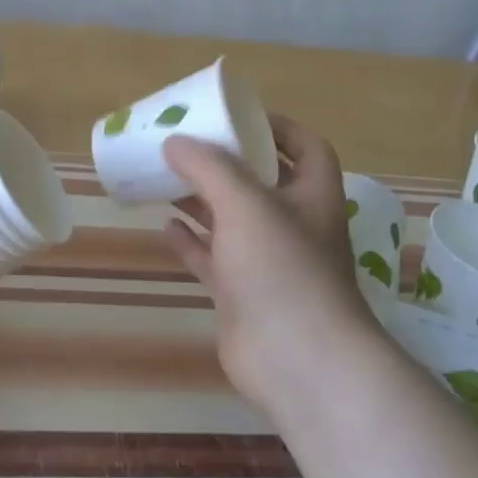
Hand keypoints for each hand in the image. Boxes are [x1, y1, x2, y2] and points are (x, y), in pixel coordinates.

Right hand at [163, 116, 383, 420]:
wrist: (296, 361)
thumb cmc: (282, 268)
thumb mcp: (245, 202)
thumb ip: (208, 167)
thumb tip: (174, 141)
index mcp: (312, 195)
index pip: (307, 147)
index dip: (278, 127)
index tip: (238, 116)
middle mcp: (294, 224)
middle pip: (262, 181)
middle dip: (228, 161)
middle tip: (190, 143)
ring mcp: (267, 262)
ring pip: (232, 219)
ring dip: (204, 198)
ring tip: (168, 174)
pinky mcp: (242, 294)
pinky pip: (213, 257)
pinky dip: (191, 240)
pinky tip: (165, 224)